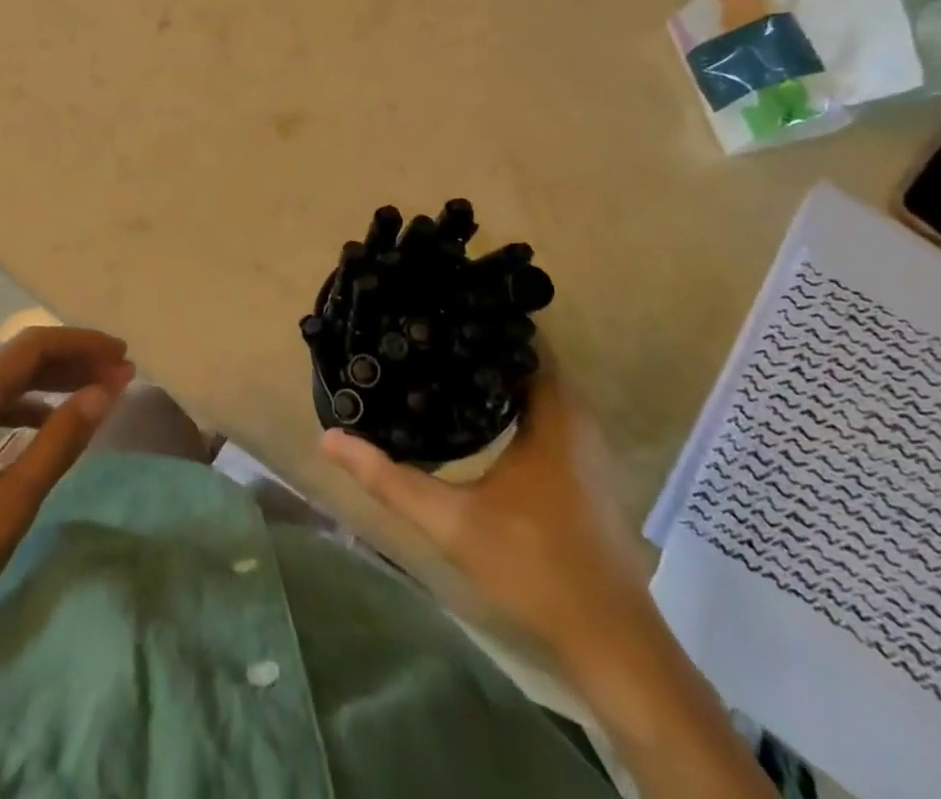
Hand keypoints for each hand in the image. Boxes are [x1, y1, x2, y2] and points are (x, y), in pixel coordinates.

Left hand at [0, 325, 135, 649]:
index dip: (83, 344)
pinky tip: (50, 426)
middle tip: (121, 374)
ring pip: (7, 382)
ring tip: (97, 394)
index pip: (34, 346)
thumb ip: (60, 442)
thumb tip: (105, 391)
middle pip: (21, 359)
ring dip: (54, 383)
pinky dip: (29, 407)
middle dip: (74, 360)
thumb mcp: (11, 502)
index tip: (124, 356)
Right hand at [319, 346, 650, 658]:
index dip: (481, 313)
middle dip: (476, 335)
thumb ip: (389, 478)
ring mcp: (582, 441)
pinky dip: (507, 393)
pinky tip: (467, 403)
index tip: (435, 298)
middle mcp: (574, 414)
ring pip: (535, 380)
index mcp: (554, 412)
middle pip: (525, 353)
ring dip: (492, 366)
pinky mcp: (579, 464)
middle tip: (422, 321)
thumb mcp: (451, 521)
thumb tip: (330, 439)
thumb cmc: (535, 567)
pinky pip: (542, 405)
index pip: (523, 336)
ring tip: (435, 351)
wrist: (611, 642)